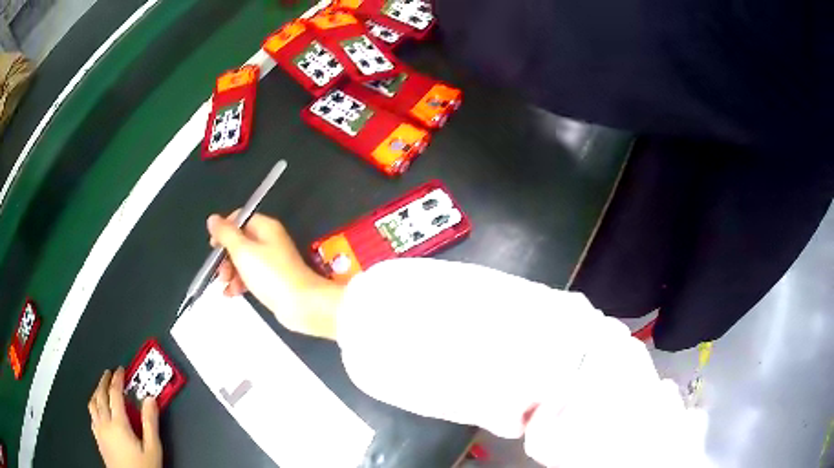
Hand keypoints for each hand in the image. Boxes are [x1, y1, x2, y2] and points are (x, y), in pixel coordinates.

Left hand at [88, 368, 161, 467]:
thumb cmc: (143, 467)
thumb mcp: (153, 449)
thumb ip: (150, 423)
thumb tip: (150, 400)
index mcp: (118, 423)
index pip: (115, 394)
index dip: (117, 379)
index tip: (120, 371)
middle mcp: (105, 423)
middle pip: (100, 395)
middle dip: (104, 381)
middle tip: (109, 373)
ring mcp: (99, 431)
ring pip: (93, 404)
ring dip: (97, 392)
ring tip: (101, 387)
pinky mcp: (98, 439)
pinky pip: (91, 416)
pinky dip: (94, 406)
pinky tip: (98, 409)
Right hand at [207, 212, 344, 338]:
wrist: (302, 304)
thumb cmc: (272, 275)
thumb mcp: (243, 251)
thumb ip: (226, 234)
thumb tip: (213, 219)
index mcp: (266, 228)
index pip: (240, 219)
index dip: (224, 230)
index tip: (213, 245)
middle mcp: (270, 241)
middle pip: (240, 242)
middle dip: (226, 256)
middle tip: (220, 271)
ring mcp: (273, 262)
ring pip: (244, 261)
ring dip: (231, 272)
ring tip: (225, 284)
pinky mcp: (274, 281)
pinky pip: (252, 277)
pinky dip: (240, 283)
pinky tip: (231, 293)